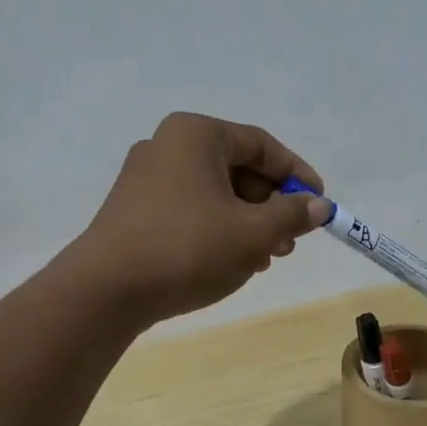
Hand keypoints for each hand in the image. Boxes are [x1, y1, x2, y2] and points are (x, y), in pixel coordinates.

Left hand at [74, 113, 331, 324]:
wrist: (106, 291)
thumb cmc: (187, 248)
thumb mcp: (252, 233)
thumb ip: (291, 215)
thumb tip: (319, 206)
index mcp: (196, 134)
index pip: (262, 145)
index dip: (298, 175)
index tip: (321, 205)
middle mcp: (167, 146)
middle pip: (237, 168)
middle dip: (271, 205)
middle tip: (292, 240)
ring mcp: (145, 179)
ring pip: (214, 193)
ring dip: (247, 222)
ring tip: (265, 257)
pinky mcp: (134, 210)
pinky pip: (190, 210)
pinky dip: (217, 230)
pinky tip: (231, 261)